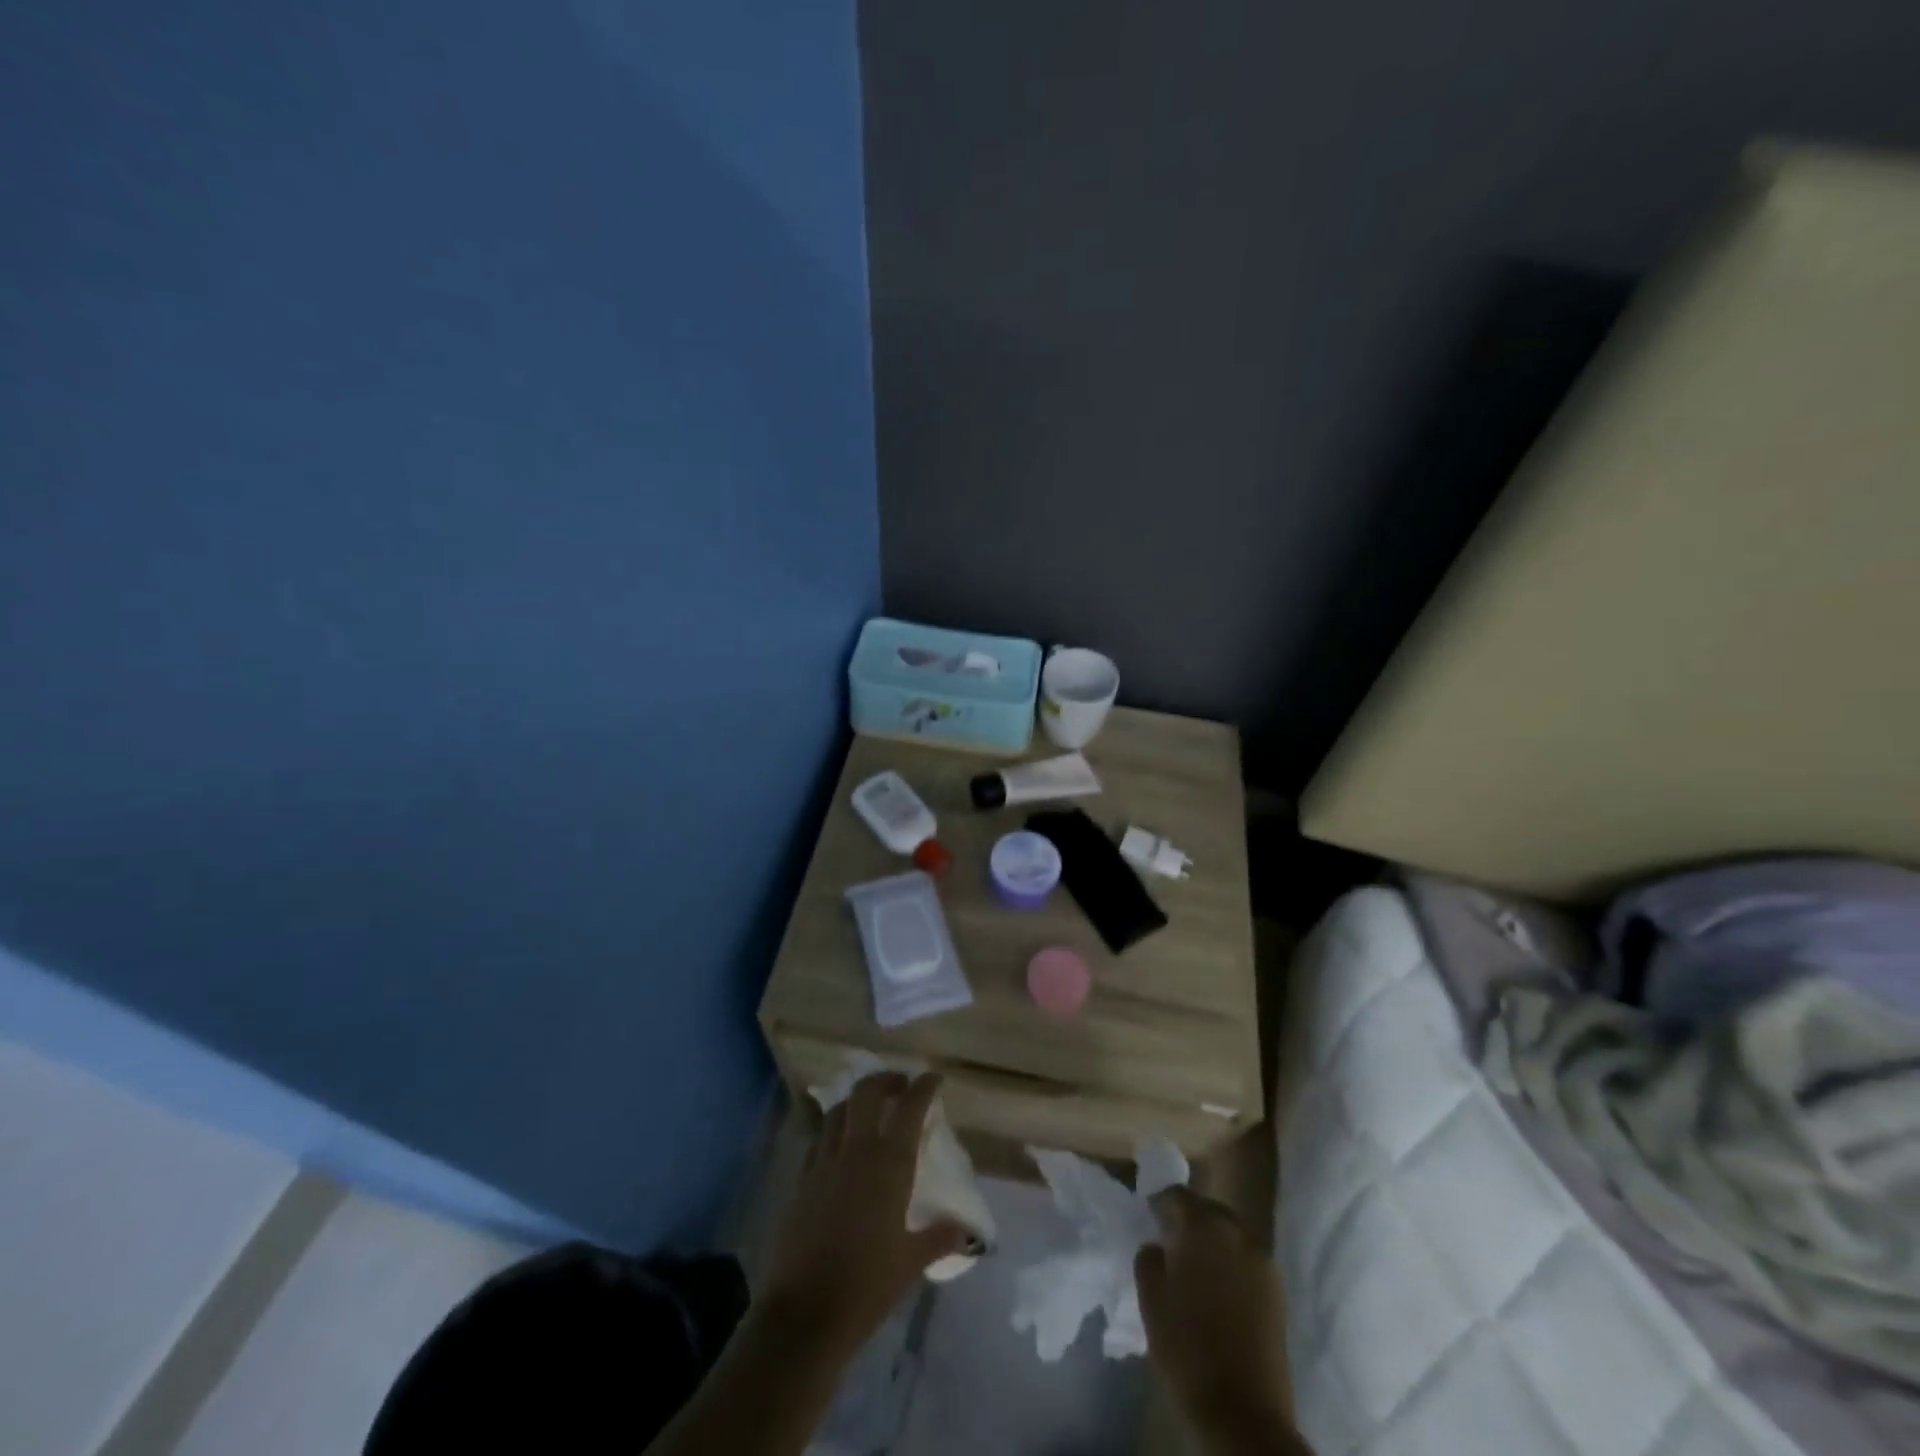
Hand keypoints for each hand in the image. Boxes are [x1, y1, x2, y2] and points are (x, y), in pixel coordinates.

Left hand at [760, 1072, 968, 1356]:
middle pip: (866, 1093)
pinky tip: (840, 1150)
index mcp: (889, 1164)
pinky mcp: (800, 1180)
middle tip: (900, 1086)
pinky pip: (819, 1140)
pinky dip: (834, 1132)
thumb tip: (967, 1232)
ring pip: (838, 1111)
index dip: (924, 1087)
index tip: (934, 1078)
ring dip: (856, 1102)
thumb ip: (939, 1237)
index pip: (910, 1108)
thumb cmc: (866, 1286)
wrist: (803, 1315)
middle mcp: (855, 1151)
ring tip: (869, 1112)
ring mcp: (823, 1162)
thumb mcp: (910, 1262)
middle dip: (885, 1080)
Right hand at [1135, 1187, 1293, 1440]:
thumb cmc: (1188, 1350)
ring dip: (1212, 1242)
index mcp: (1203, 1227)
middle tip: (1169, 1242)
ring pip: (1230, 1234)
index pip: (1176, 1195)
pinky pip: (1246, 1259)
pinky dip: (1230, 1263)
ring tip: (1193, 1267)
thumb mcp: (1151, 1301)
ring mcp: (1263, 1261)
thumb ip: (1149, 1260)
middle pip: (1207, 1210)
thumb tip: (1158, 1246)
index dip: (1159, 1204)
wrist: (1244, 1415)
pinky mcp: (1278, 1291)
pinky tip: (1217, 1289)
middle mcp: (1237, 1232)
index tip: (1148, 1219)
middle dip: (1188, 1220)